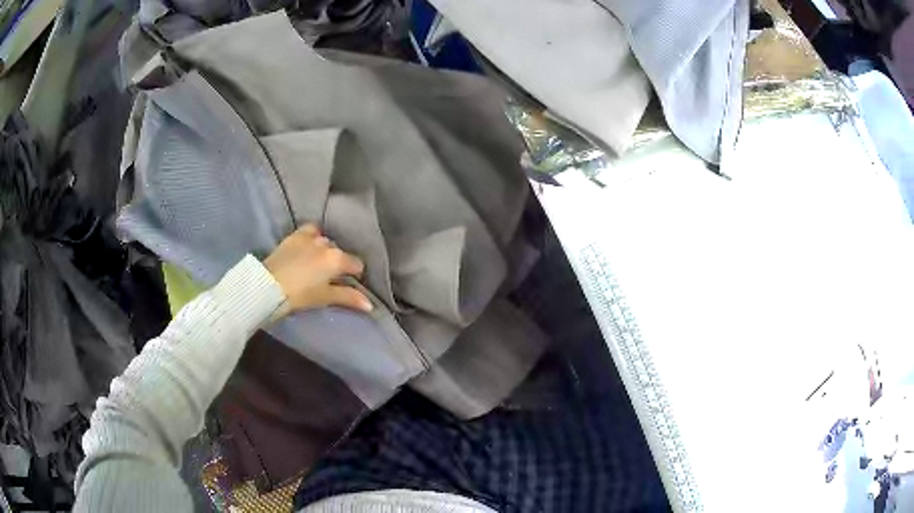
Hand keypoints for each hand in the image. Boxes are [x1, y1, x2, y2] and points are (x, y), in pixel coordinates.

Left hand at [264, 224, 371, 313]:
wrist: (269, 285)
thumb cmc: (300, 295)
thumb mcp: (325, 297)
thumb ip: (349, 298)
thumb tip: (370, 305)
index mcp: (337, 259)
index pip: (356, 264)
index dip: (355, 275)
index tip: (348, 283)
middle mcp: (327, 244)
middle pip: (339, 252)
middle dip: (338, 262)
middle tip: (330, 276)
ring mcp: (310, 237)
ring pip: (325, 240)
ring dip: (325, 249)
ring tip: (318, 261)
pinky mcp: (294, 236)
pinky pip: (310, 231)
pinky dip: (313, 236)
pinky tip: (309, 245)